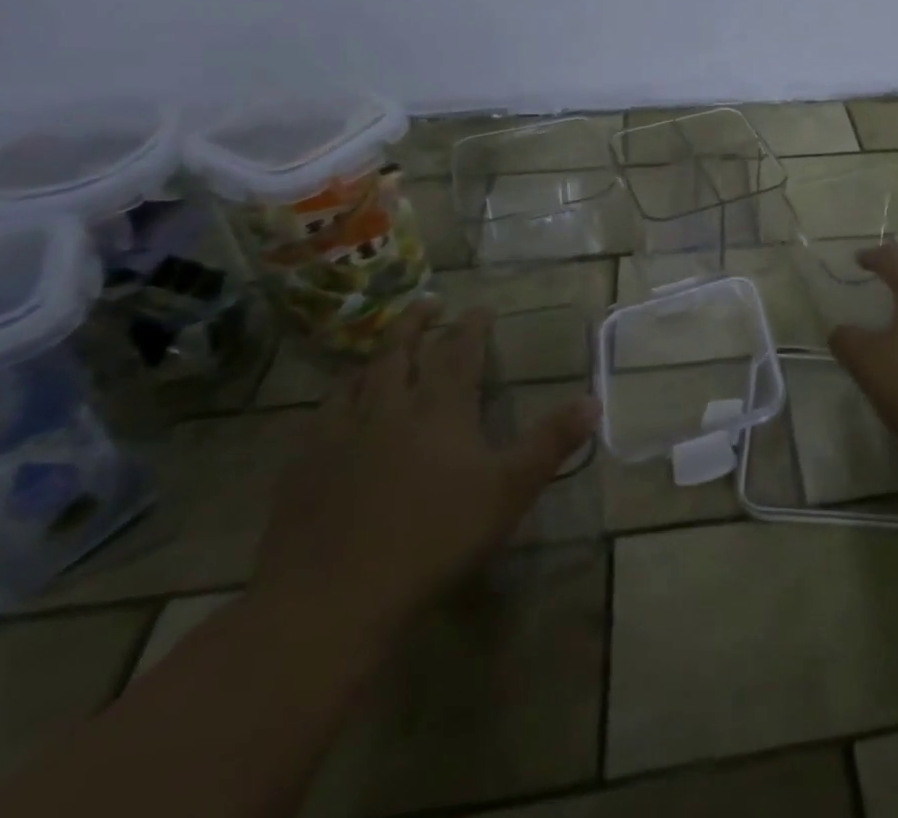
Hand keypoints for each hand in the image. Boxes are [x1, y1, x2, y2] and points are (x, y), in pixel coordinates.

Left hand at [252, 301, 596, 641]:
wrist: (332, 598)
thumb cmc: (434, 538)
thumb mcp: (509, 490)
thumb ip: (551, 442)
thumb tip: (594, 400)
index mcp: (439, 409)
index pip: (459, 352)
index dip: (472, 326)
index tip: (482, 308)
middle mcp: (389, 409)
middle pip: (400, 351)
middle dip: (416, 322)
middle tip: (427, 300)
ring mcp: (341, 437)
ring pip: (357, 379)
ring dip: (376, 357)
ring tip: (384, 348)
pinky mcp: (303, 469)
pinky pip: (319, 418)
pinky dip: (335, 400)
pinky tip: (334, 410)